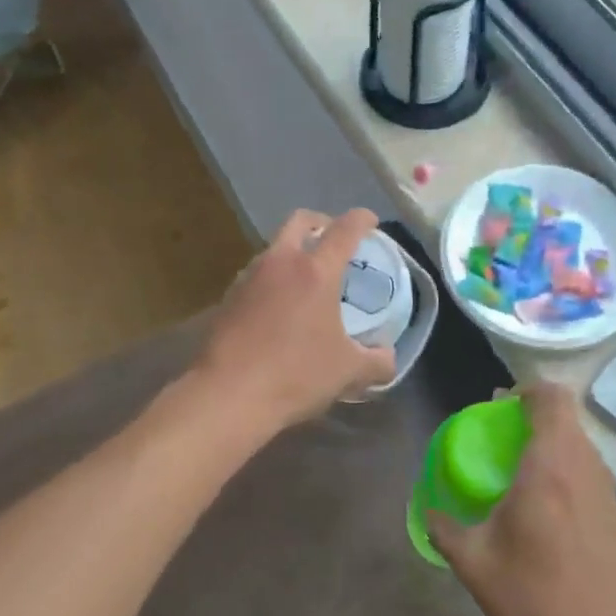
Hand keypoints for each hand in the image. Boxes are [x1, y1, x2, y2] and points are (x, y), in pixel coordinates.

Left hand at [193, 208, 397, 431]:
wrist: (227, 396)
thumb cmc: (295, 375)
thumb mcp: (348, 372)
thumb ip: (377, 362)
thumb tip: (388, 358)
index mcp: (316, 271)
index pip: (345, 229)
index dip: (362, 219)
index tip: (371, 221)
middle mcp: (280, 263)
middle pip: (300, 221)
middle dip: (321, 223)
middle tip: (334, 241)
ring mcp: (249, 278)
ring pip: (274, 248)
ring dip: (293, 252)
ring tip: (306, 279)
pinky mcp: (227, 298)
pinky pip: (256, 275)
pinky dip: (273, 279)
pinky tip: (279, 308)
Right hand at [428, 382, 615, 615]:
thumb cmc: (536, 601)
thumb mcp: (475, 564)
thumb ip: (445, 528)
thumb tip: (429, 510)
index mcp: (550, 466)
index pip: (550, 398)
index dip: (525, 391)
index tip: (498, 408)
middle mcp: (584, 468)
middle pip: (565, 418)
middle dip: (532, 418)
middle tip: (499, 440)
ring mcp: (608, 492)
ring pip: (579, 445)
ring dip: (550, 445)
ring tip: (518, 474)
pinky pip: (588, 472)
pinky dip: (565, 471)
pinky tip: (545, 510)